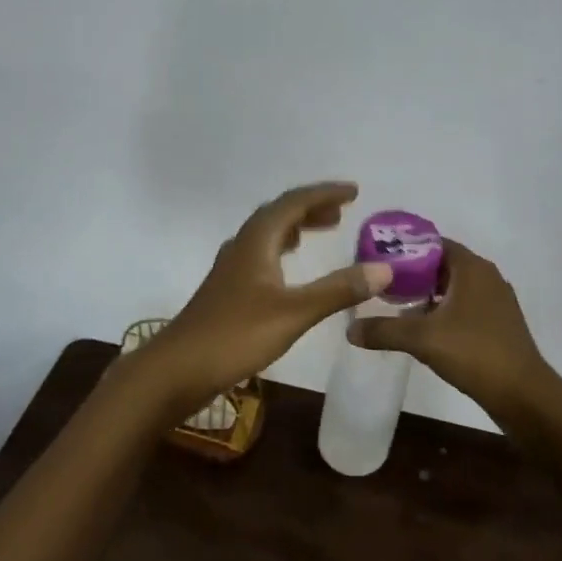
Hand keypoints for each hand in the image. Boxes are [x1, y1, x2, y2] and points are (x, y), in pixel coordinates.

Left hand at [138, 182, 393, 418]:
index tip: (354, 191)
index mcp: (257, 241)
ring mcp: (231, 268)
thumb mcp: (294, 313)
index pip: (294, 202)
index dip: (324, 194)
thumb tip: (384, 269)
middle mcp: (242, 246)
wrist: (177, 368)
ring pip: (267, 234)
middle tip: (342, 212)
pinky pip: (260, 254)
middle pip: (279, 214)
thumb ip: (338, 290)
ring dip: (296, 227)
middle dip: (311, 208)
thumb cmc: (235, 335)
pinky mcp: (227, 290)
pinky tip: (288, 269)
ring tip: (322, 230)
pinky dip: (282, 250)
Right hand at [346, 239, 558, 420]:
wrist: (523, 395)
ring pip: (454, 287)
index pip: (433, 243)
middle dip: (412, 273)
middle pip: (442, 264)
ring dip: (428, 294)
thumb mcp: (422, 339)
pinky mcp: (499, 323)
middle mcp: (487, 277)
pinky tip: (424, 329)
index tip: (378, 261)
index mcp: (472, 268)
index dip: (405, 249)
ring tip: (397, 306)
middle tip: (381, 284)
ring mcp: (496, 301)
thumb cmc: (474, 353)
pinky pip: (465, 306)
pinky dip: (444, 310)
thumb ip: (384, 330)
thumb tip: (349, 330)